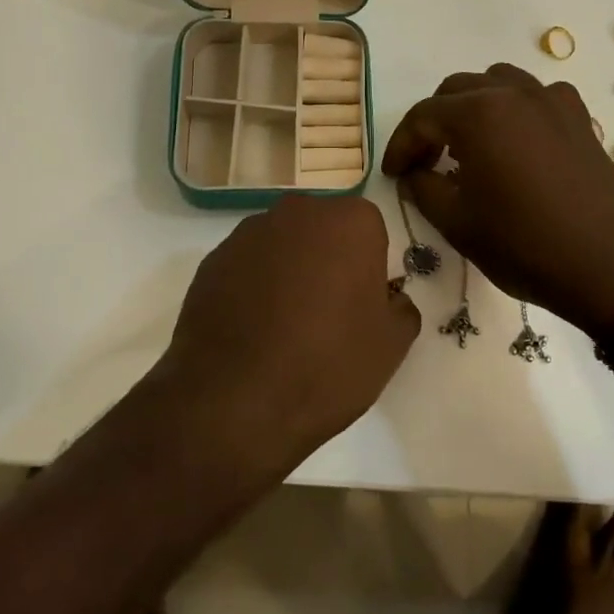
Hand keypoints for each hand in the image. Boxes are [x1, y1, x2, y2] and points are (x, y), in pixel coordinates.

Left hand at [154, 195, 419, 477]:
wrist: (233, 401)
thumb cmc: (327, 365)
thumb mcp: (391, 346)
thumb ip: (401, 308)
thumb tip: (389, 297)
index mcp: (351, 222)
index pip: (370, 231)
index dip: (369, 268)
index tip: (362, 305)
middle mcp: (299, 212)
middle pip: (324, 230)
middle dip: (328, 260)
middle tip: (327, 314)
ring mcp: (249, 232)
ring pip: (283, 245)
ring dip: (288, 271)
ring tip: (284, 327)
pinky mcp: (212, 259)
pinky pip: (247, 266)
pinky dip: (253, 287)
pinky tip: (252, 330)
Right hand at [382, 64, 613, 331]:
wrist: (610, 265)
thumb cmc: (524, 245)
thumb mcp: (457, 223)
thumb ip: (423, 187)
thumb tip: (414, 173)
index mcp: (477, 114)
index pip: (422, 116)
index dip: (400, 145)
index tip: (393, 174)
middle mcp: (513, 93)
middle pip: (456, 90)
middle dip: (433, 123)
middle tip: (425, 162)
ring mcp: (551, 99)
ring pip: (496, 83)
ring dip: (472, 107)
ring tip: (468, 146)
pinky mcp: (578, 116)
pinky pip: (535, 95)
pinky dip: (514, 109)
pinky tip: (516, 143)